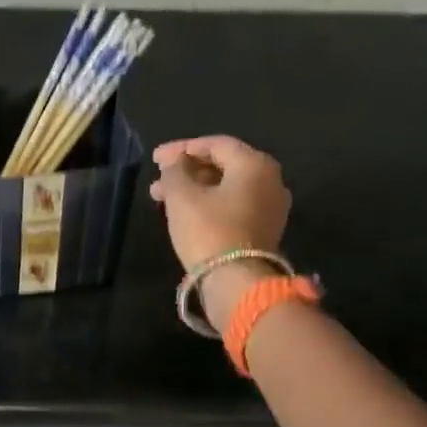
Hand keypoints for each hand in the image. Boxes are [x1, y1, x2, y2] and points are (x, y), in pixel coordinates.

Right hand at [149, 136, 291, 272]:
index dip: (182, 148)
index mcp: (255, 164)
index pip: (216, 144)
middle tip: (158, 179)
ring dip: (194, 189)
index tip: (155, 159)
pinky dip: (209, 204)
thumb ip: (175, 171)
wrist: (237, 282)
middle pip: (223, 166)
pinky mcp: (264, 230)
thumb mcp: (182, 196)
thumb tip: (175, 161)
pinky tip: (185, 213)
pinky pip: (233, 207)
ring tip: (163, 198)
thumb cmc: (208, 231)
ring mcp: (271, 207)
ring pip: (226, 188)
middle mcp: (270, 180)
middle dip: (187, 171)